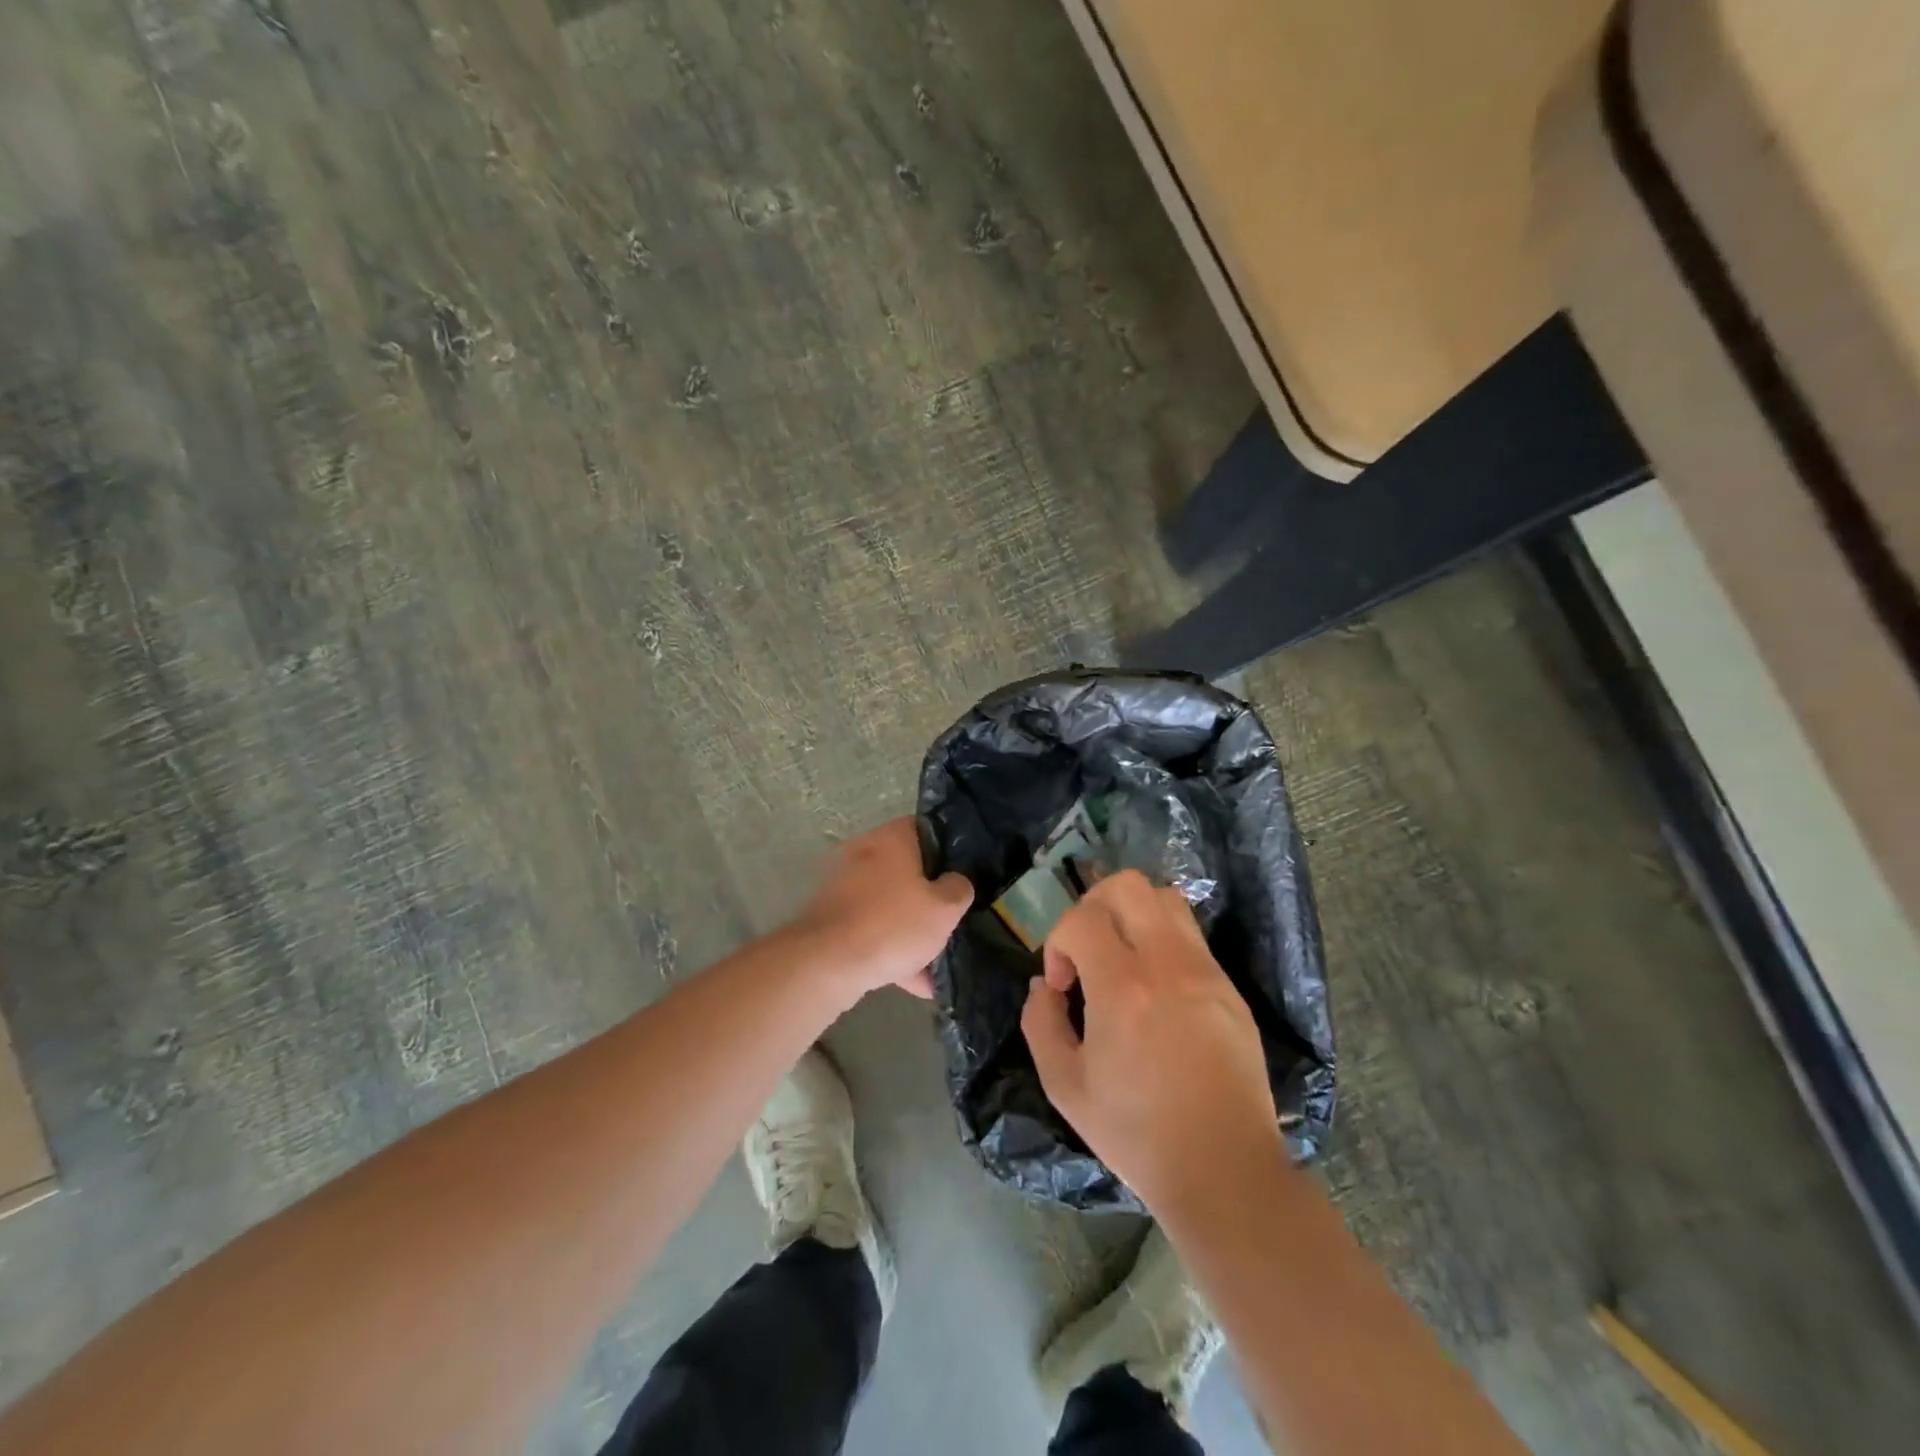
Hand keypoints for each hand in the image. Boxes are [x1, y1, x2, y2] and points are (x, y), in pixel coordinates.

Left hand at [792, 818, 972, 1002]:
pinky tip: (915, 983)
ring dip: (911, 932)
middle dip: (929, 899)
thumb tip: (956, 883)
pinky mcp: (832, 920)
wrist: (826, 964)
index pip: (925, 828)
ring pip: (889, 905)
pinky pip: (871, 931)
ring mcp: (844, 888)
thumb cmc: (893, 924)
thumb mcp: (944, 908)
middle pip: (907, 870)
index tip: (963, 872)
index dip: (948, 848)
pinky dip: (890, 951)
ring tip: (935, 966)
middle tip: (951, 919)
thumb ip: (958, 890)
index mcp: (891, 839)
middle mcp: (864, 855)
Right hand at [1022, 870, 1283, 1217]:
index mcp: (1124, 988)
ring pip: (1166, 898)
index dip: (1058, 941)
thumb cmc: (1136, 1133)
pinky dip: (1161, 941)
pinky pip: (1190, 936)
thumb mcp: (1064, 1085)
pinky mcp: (1229, 988)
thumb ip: (1040, 1022)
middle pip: (1128, 885)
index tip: (1062, 985)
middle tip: (1087, 951)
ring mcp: (1206, 972)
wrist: (1224, 1170)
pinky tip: (1155, 989)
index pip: (1082, 918)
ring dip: (1131, 915)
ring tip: (1121, 960)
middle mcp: (1168, 964)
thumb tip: (1044, 985)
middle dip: (1093, 906)